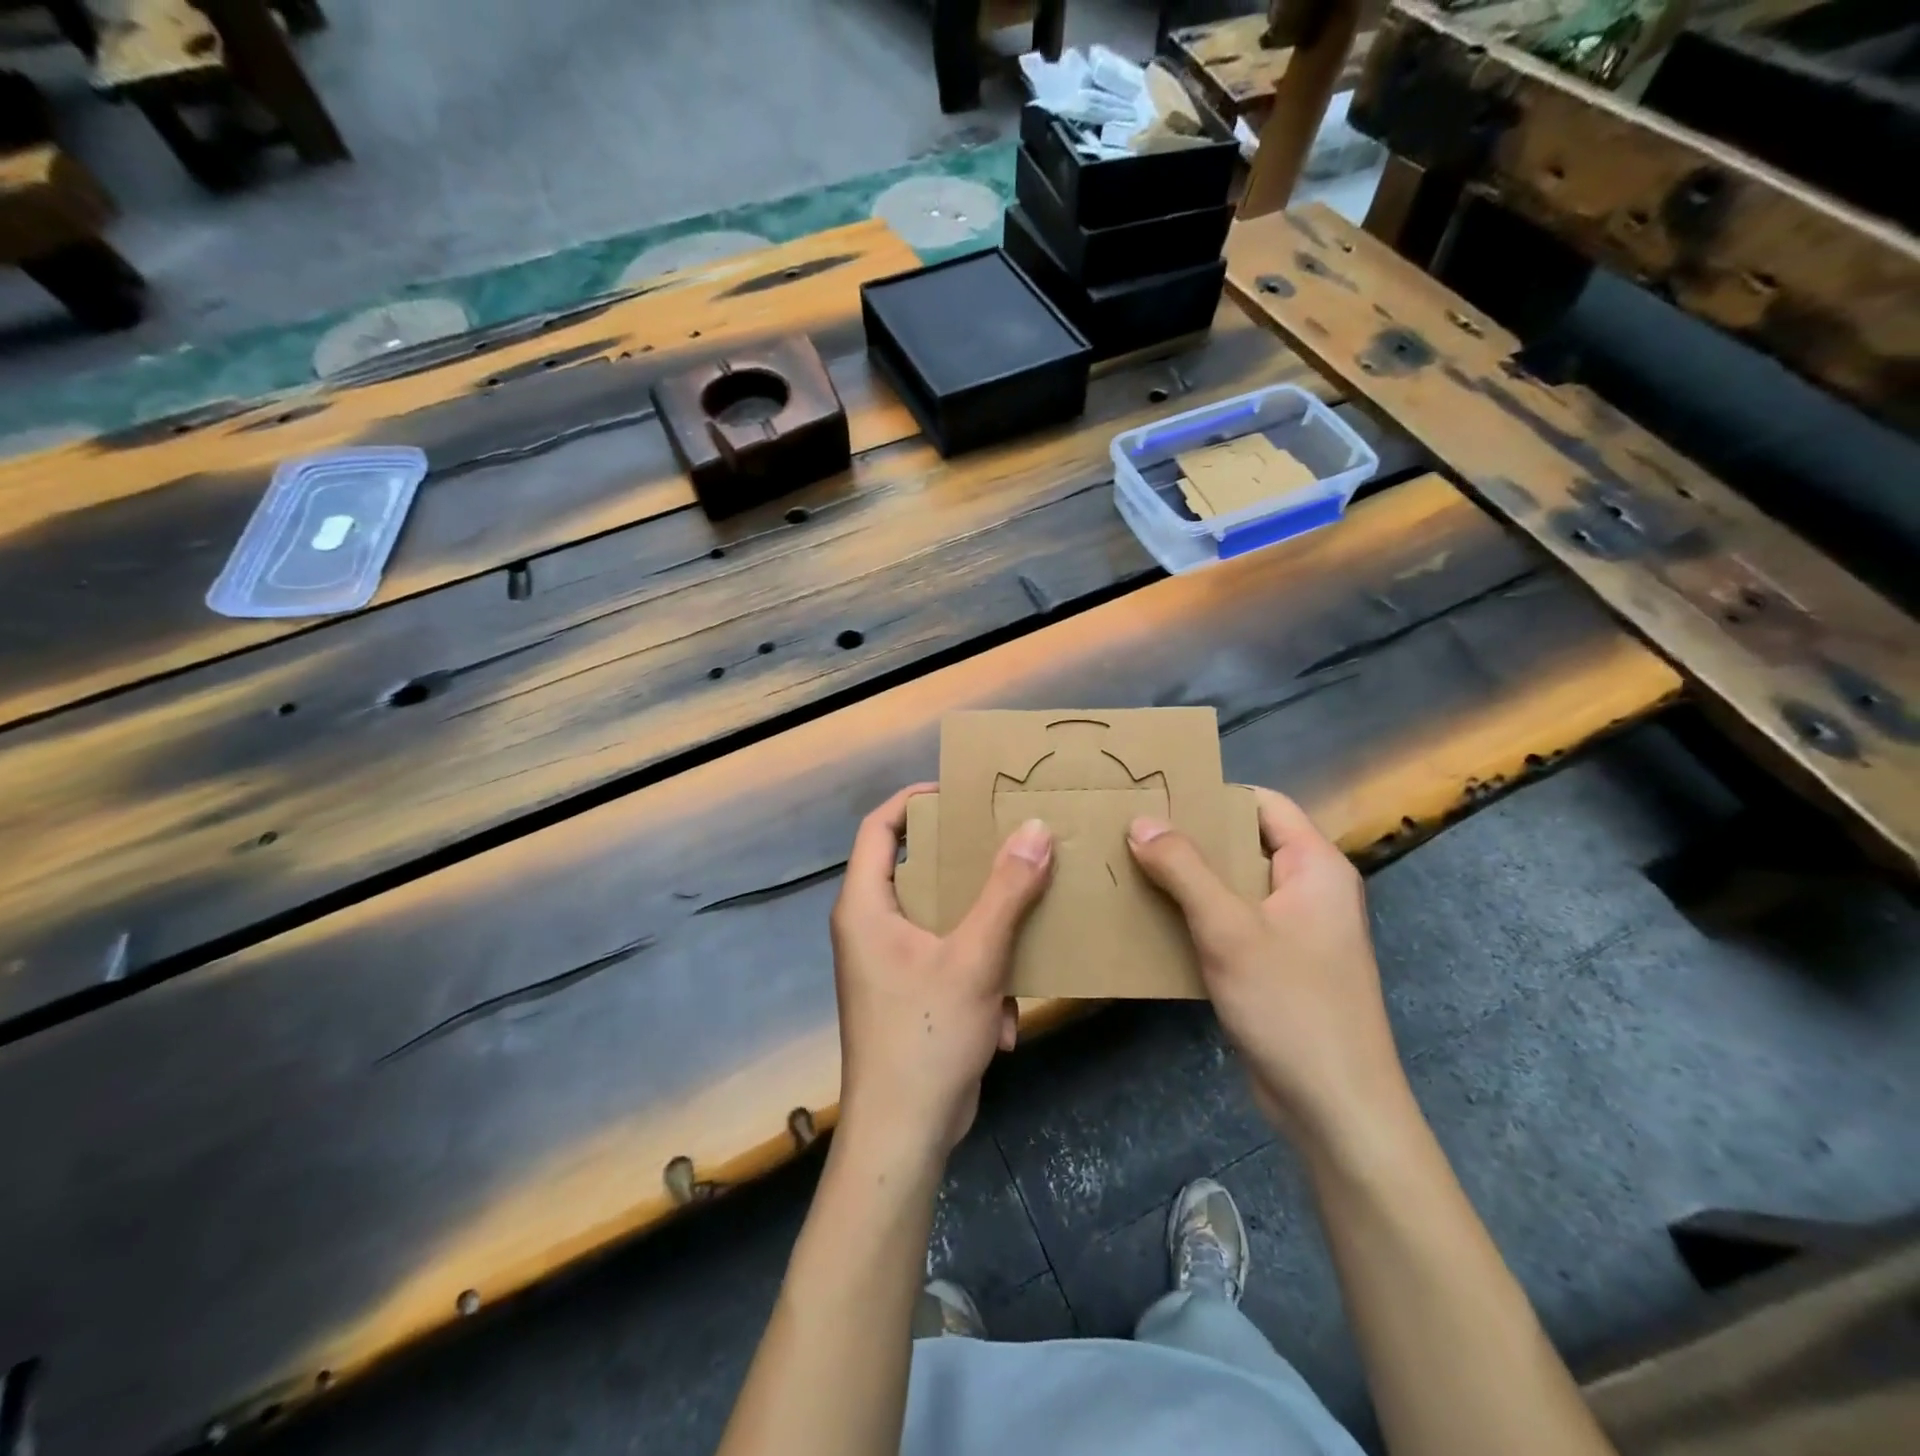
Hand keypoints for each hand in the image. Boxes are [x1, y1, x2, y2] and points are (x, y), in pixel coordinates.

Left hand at [829, 784, 1052, 1160]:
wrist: (903, 1135)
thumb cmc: (927, 1035)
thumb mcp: (975, 957)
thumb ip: (1007, 891)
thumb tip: (1035, 829)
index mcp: (865, 906)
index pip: (879, 828)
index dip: (913, 801)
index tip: (959, 792)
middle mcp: (870, 927)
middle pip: (915, 869)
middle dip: (964, 863)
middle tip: (1007, 843)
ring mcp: (889, 964)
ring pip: (940, 918)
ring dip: (983, 931)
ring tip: (1022, 926)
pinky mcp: (909, 995)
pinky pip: (948, 961)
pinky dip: (978, 979)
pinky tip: (1002, 1017)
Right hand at [1127, 788, 1409, 1154]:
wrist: (1335, 1108)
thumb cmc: (1291, 1004)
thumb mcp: (1229, 929)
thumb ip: (1184, 869)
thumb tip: (1140, 820)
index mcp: (1315, 866)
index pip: (1263, 804)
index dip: (1213, 795)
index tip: (1157, 794)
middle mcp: (1309, 890)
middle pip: (1244, 844)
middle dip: (1190, 839)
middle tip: (1130, 830)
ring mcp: (1294, 930)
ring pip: (1233, 887)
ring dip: (1187, 880)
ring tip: (1130, 868)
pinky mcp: (1277, 965)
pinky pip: (1232, 924)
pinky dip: (1196, 917)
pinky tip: (1152, 920)